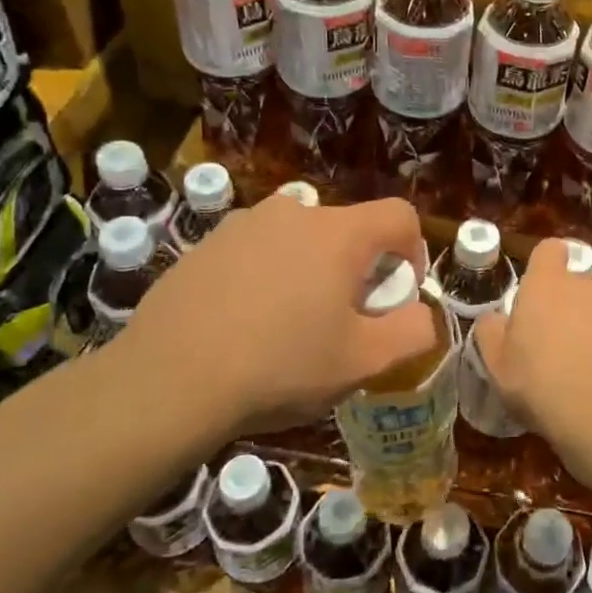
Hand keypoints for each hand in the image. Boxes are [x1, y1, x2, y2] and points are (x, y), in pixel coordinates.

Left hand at [114, 193, 433, 437]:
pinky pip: (256, 250)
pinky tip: (244, 323)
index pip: (400, 216)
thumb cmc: (280, 366)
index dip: (414, 251)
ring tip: (289, 324)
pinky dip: (266, 275)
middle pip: (348, 230)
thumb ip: (413, 331)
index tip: (396, 294)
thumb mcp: (363, 362)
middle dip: (357, 268)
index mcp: (339, 233)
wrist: (169, 380)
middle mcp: (294, 212)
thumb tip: (422, 313)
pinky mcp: (206, 244)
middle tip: (341, 320)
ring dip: (310, 270)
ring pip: (299, 239)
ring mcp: (244, 223)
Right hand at [471, 239, 591, 490]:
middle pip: (571, 282)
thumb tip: (495, 318)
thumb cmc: (539, 383)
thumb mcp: (496, 363)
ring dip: (582, 326)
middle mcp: (582, 287)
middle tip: (544, 340)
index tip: (532, 293)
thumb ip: (491, 332)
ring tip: (570, 365)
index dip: (542, 265)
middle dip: (560, 302)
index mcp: (546, 284)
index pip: (549, 249)